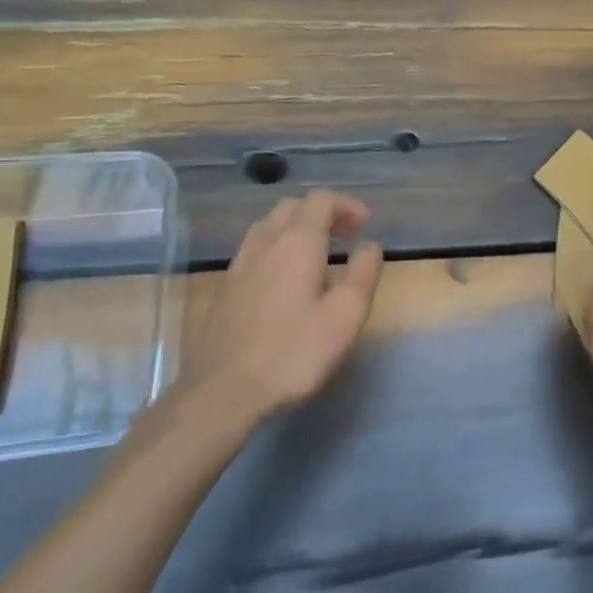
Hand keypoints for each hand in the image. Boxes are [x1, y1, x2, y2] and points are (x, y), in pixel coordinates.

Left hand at [170, 191, 383, 441]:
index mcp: (297, 242)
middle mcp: (265, 241)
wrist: (222, 392)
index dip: (347, 205)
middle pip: (294, 206)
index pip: (322, 200)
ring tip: (319, 253)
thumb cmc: (294, 352)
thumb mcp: (347, 315)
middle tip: (347, 236)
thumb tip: (370, 245)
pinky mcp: (226, 286)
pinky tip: (287, 278)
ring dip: (298, 227)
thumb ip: (364, 272)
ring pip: (270, 224)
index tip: (365, 226)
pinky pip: (256, 247)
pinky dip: (278, 246)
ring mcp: (240, 263)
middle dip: (324, 213)